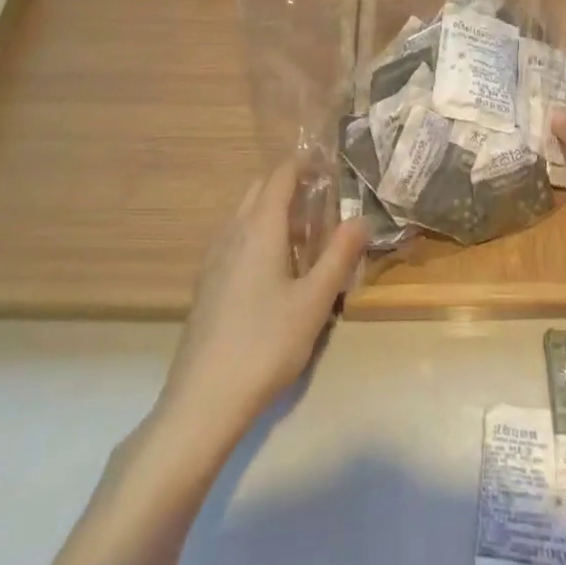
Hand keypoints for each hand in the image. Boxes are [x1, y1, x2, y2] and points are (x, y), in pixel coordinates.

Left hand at [158, 160, 368, 450]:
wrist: (203, 401)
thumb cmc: (266, 344)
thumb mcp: (315, 301)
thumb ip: (340, 255)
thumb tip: (362, 218)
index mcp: (260, 226)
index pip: (281, 175)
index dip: (305, 163)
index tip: (330, 164)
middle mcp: (233, 231)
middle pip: (261, 189)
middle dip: (290, 185)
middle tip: (322, 200)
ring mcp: (214, 257)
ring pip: (245, 214)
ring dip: (272, 210)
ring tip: (303, 234)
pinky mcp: (206, 283)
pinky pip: (235, 238)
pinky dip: (257, 233)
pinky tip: (274, 269)